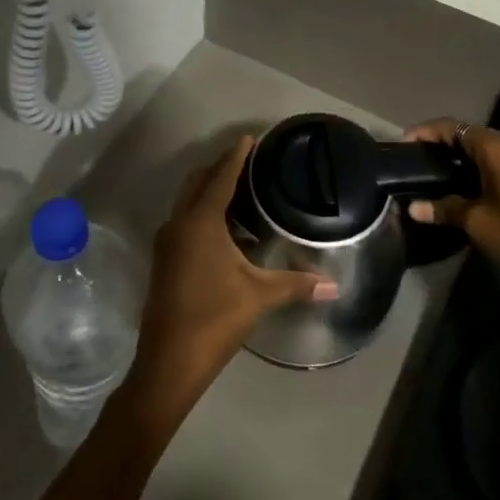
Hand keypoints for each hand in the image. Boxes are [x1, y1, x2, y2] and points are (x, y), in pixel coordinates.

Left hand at [125, 136, 338, 424]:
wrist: (168, 362)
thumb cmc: (214, 319)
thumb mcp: (258, 297)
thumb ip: (296, 284)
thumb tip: (334, 286)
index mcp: (200, 222)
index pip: (220, 177)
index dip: (236, 156)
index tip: (250, 138)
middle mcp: (179, 223)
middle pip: (199, 182)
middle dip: (221, 168)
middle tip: (249, 162)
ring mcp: (167, 242)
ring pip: (189, 202)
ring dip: (211, 193)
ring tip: (244, 195)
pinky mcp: (164, 259)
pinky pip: (185, 221)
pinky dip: (204, 214)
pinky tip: (230, 233)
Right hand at [404, 119, 499, 298]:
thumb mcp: (478, 223)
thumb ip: (445, 209)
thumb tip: (413, 207)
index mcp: (498, 149)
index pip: (454, 127)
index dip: (426, 132)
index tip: (404, 144)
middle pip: (470, 133)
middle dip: (441, 143)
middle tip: (416, 160)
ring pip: (485, 147)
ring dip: (460, 155)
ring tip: (435, 172)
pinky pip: (499, 159)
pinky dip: (478, 165)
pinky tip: (463, 185)